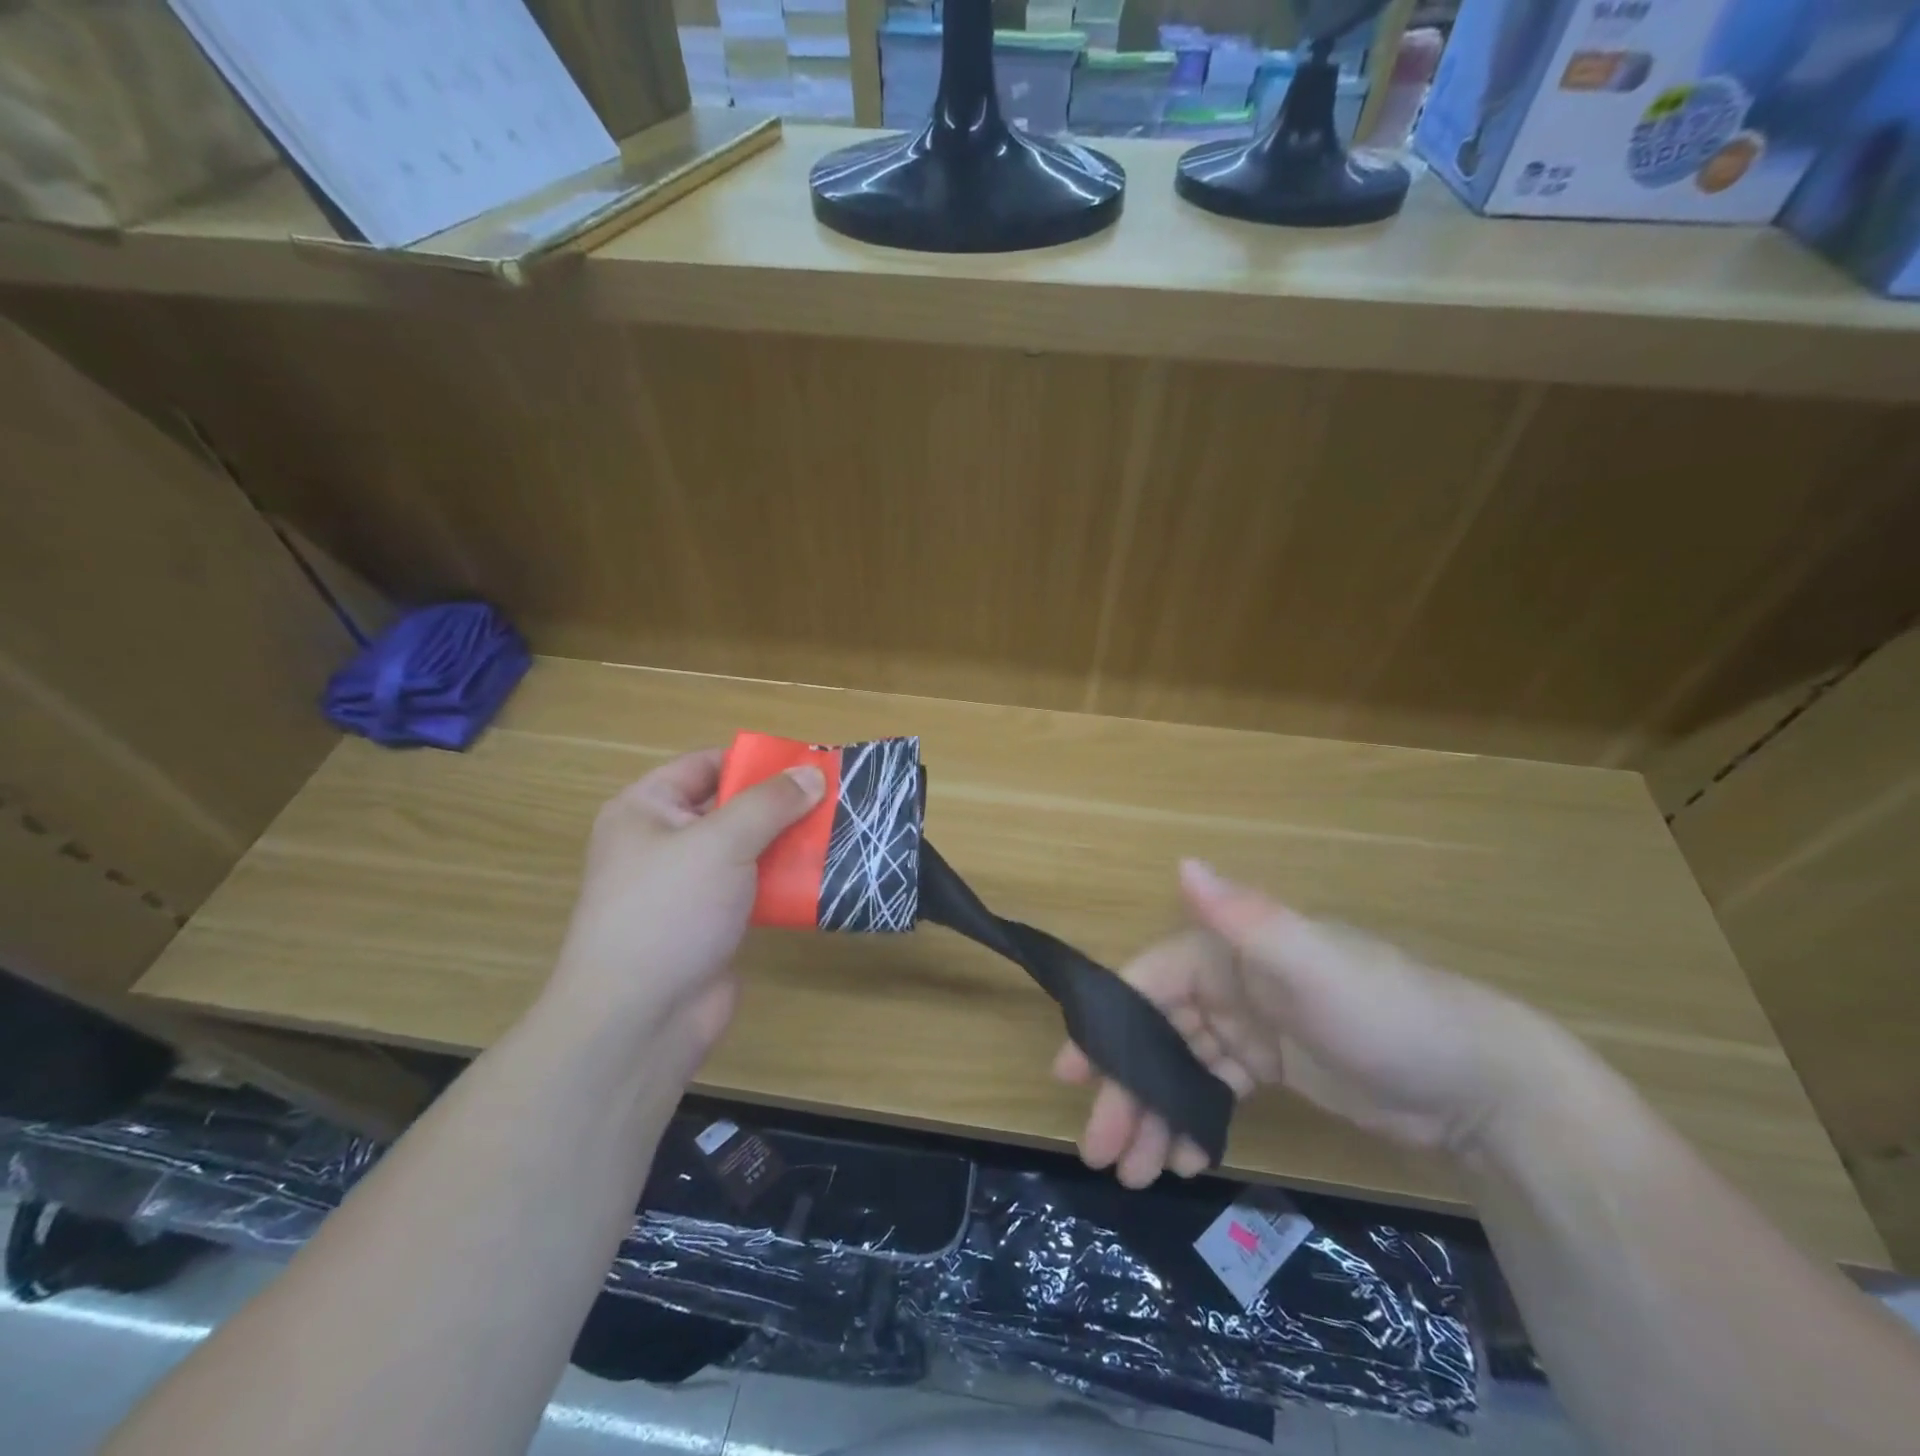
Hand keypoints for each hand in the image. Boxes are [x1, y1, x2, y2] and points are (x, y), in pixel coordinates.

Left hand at [547, 749, 823, 1071]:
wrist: (639, 1019)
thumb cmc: (669, 911)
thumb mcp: (720, 842)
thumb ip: (770, 804)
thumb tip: (813, 773)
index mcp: (646, 810)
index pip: (705, 766)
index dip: (755, 761)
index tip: (808, 762)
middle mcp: (664, 843)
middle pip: (731, 808)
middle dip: (781, 804)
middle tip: (836, 797)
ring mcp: (688, 886)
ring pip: (748, 850)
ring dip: (790, 843)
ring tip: (841, 831)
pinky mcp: (711, 923)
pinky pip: (754, 888)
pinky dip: (785, 881)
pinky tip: (825, 876)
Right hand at [1054, 860, 1559, 1187]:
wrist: (1481, 1085)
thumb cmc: (1384, 1014)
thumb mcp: (1311, 962)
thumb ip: (1242, 917)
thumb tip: (1181, 863)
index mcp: (1227, 950)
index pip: (1147, 983)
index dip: (1106, 1025)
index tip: (1071, 1075)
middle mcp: (1230, 981)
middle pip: (1157, 1033)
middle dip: (1126, 1087)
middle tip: (1100, 1150)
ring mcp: (1251, 1026)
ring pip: (1181, 1068)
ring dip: (1154, 1114)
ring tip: (1135, 1172)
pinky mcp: (1273, 1066)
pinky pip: (1214, 1090)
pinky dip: (1194, 1120)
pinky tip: (1184, 1159)